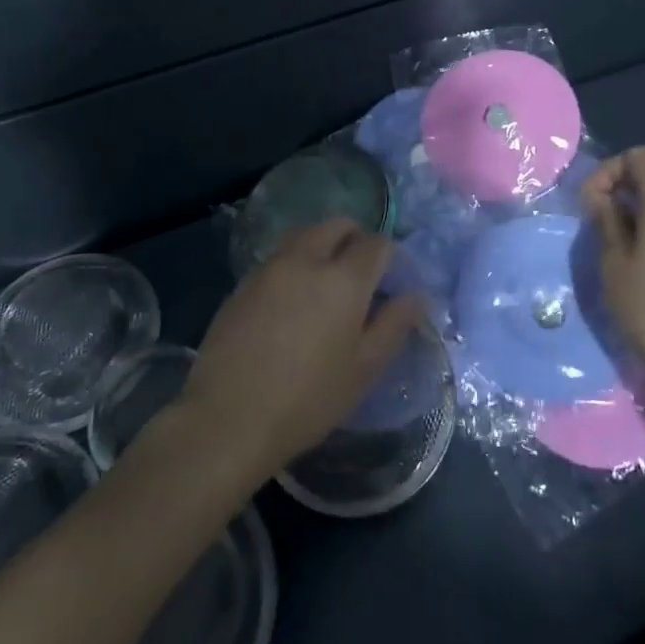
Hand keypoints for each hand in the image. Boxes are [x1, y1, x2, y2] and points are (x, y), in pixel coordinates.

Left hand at [178, 220, 418, 481]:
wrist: (227, 418)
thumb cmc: (308, 399)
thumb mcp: (363, 369)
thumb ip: (393, 326)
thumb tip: (417, 296)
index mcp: (343, 278)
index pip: (376, 244)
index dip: (390, 258)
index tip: (392, 282)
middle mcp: (307, 259)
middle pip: (337, 225)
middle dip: (355, 239)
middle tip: (361, 275)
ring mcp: (270, 267)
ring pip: (304, 235)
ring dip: (322, 245)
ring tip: (326, 282)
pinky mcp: (243, 282)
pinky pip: (278, 257)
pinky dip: (294, 263)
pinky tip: (292, 300)